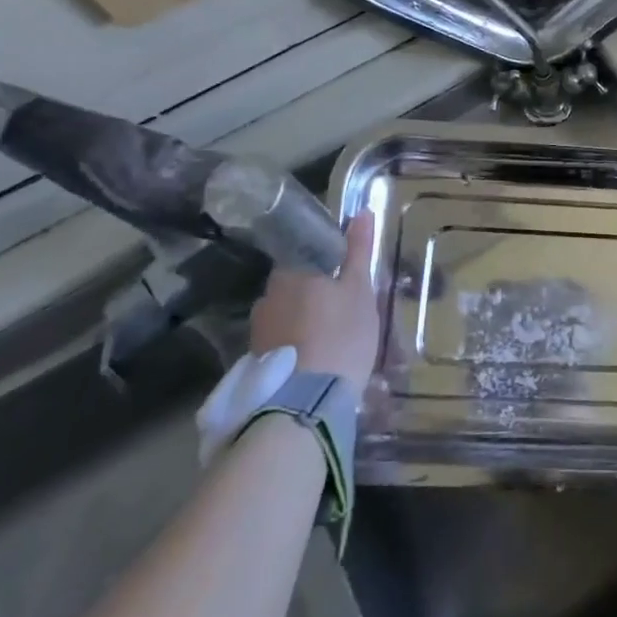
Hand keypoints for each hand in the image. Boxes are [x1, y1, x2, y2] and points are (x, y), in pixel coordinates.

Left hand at [249, 212, 379, 386]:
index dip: (328, 264)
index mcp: (293, 272)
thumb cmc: (341, 336)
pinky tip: (313, 360)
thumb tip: (361, 212)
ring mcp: (258, 330)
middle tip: (342, 310)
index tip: (346, 278)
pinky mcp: (255, 361)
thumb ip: (359, 251)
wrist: (305, 405)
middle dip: (315, 294)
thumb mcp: (360, 290)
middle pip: (295, 285)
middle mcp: (268, 295)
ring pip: (286, 314)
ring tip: (328, 340)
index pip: (307, 254)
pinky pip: (280, 341)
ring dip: (303, 321)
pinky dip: (295, 345)